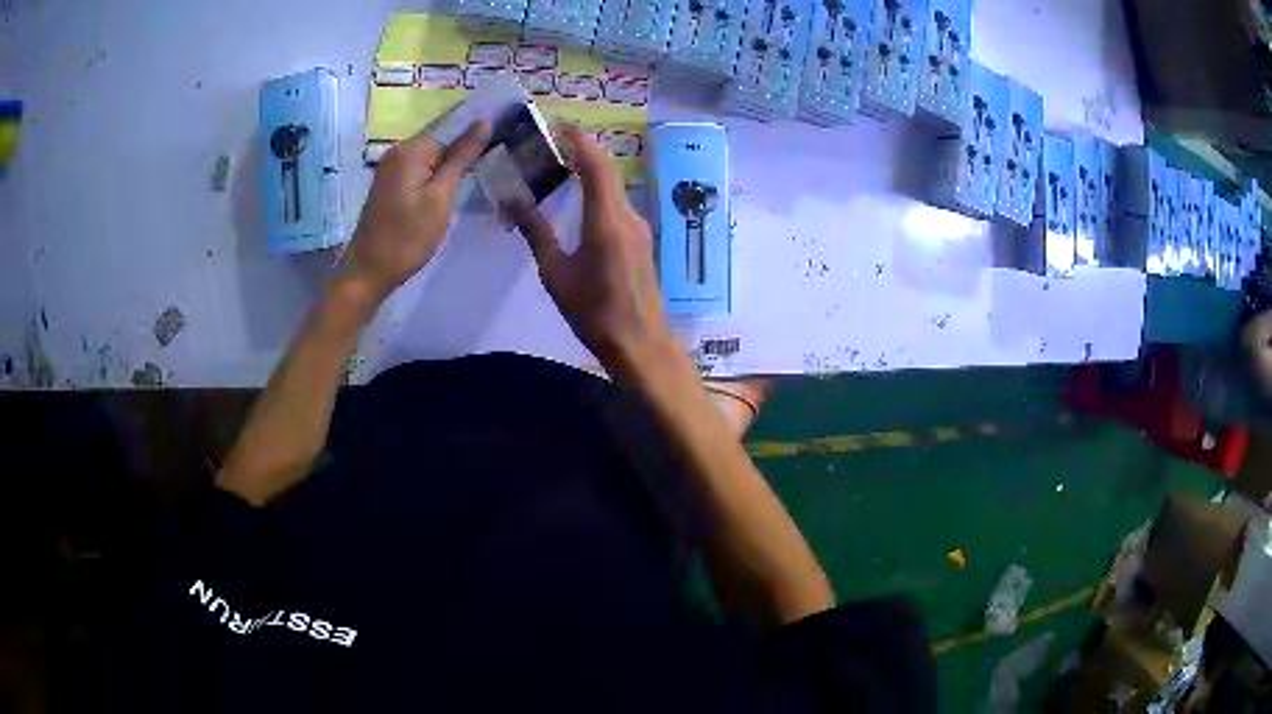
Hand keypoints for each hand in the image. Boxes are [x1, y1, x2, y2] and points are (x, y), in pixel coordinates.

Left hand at [342, 121, 489, 302]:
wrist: (368, 273)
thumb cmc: (407, 238)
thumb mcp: (440, 197)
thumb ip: (461, 157)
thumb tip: (484, 121)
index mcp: (410, 149)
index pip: (452, 126)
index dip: (477, 133)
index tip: (505, 139)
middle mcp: (398, 152)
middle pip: (441, 140)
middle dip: (466, 149)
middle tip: (496, 162)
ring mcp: (392, 169)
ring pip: (432, 158)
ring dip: (453, 166)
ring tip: (482, 174)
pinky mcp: (391, 186)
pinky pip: (421, 171)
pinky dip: (438, 177)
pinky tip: (452, 190)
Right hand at [511, 124, 673, 374]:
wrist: (639, 342)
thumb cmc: (593, 311)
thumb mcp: (555, 273)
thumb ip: (536, 233)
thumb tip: (514, 200)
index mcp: (606, 221)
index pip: (595, 165)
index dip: (579, 141)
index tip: (558, 125)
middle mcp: (628, 216)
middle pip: (607, 170)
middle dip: (583, 149)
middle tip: (554, 140)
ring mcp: (638, 227)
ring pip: (615, 186)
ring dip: (592, 168)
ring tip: (562, 162)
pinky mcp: (640, 240)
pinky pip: (618, 202)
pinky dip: (599, 189)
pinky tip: (581, 195)